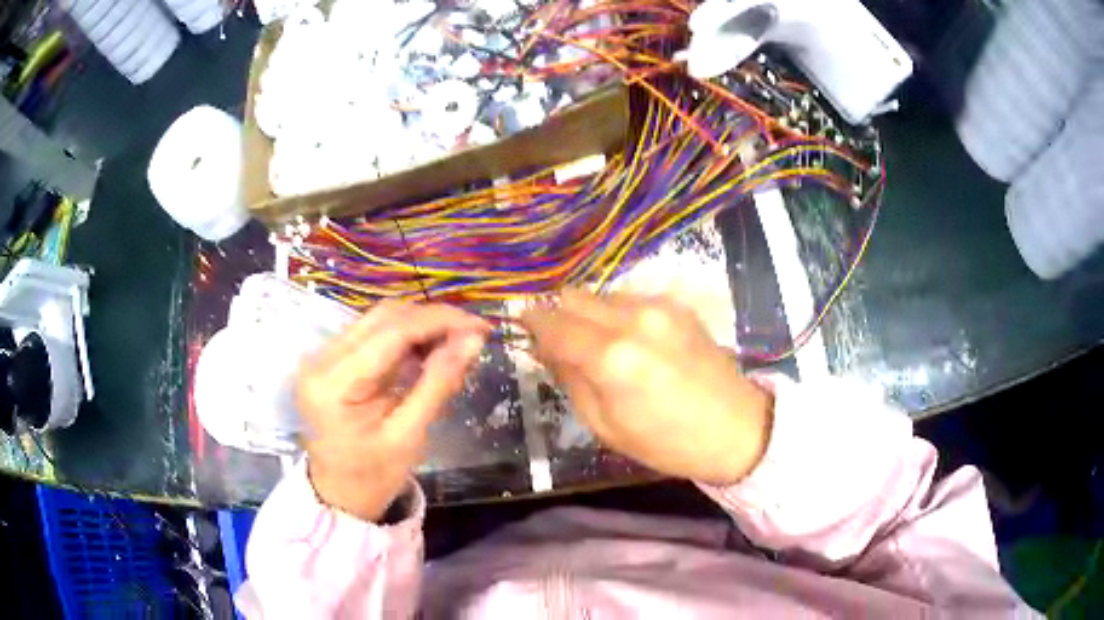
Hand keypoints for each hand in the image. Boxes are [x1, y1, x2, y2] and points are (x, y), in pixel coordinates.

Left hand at [296, 301, 487, 520]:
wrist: (339, 493)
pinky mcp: (331, 359)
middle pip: (384, 317)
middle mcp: (321, 358)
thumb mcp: (409, 435)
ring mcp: (323, 356)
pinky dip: (405, 336)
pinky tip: (430, 349)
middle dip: (433, 319)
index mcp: (334, 383)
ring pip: (379, 319)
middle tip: (473, 334)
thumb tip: (473, 340)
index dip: (439, 322)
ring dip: (421, 324)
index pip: (392, 332)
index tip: (481, 327)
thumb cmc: (374, 475)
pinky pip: (373, 333)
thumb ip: (438, 383)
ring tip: (456, 342)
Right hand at [521, 289, 772, 484]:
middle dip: (558, 315)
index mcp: (611, 358)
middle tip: (558, 342)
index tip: (521, 329)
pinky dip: (617, 314)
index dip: (530, 324)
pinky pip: (630, 299)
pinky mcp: (677, 306)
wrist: (736, 428)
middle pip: (573, 296)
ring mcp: (658, 306)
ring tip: (600, 346)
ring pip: (601, 295)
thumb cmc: (667, 442)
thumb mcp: (605, 426)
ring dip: (588, 315)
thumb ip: (570, 380)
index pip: (552, 323)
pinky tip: (633, 342)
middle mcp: (633, 319)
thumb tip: (546, 349)